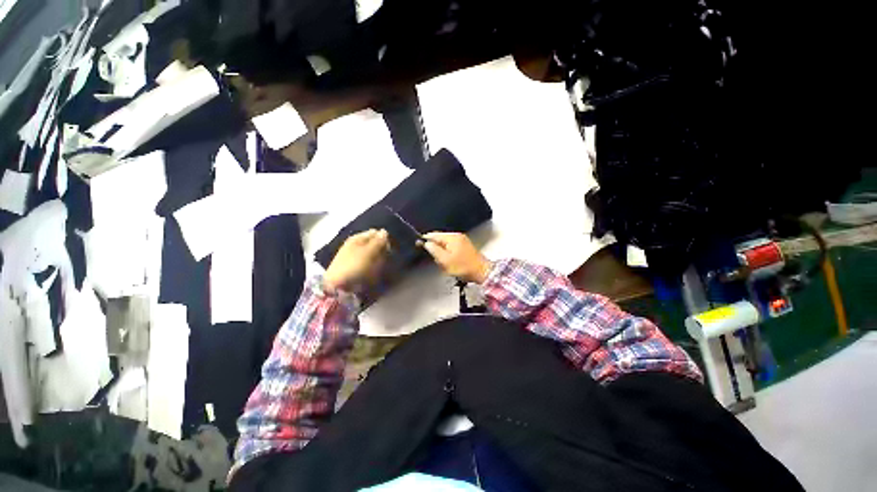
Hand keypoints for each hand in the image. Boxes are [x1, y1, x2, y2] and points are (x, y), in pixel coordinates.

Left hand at [324, 229, 389, 292]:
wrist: (338, 287)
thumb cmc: (355, 266)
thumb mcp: (369, 252)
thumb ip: (378, 241)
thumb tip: (385, 231)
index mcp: (357, 238)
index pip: (375, 233)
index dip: (383, 239)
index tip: (388, 249)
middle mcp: (356, 245)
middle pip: (374, 244)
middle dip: (381, 250)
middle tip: (384, 259)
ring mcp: (355, 257)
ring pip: (373, 254)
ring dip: (379, 260)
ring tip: (379, 267)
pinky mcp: (355, 268)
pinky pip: (369, 264)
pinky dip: (373, 267)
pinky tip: (374, 273)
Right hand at [422, 232, 490, 283]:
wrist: (481, 272)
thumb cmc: (464, 267)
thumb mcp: (445, 260)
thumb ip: (434, 250)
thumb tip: (426, 243)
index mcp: (452, 237)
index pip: (434, 234)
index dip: (425, 240)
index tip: (419, 245)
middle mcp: (457, 236)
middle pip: (440, 239)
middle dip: (435, 248)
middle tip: (437, 259)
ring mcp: (462, 240)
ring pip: (445, 244)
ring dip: (442, 252)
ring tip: (445, 263)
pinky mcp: (465, 246)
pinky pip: (452, 247)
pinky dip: (448, 253)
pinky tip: (451, 262)